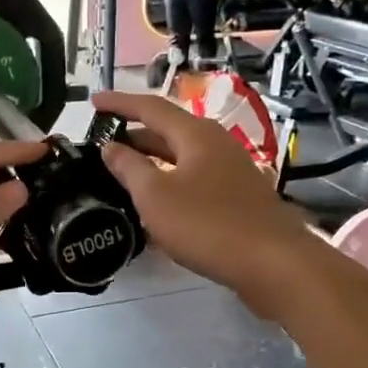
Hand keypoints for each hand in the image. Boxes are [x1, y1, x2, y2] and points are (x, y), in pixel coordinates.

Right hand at [92, 91, 315, 310]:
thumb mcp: (156, 197)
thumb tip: (111, 146)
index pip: (150, 107)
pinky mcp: (238, 197)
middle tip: (102, 144)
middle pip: (168, 130)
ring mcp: (231, 170)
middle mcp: (215, 143)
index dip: (119, 103)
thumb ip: (129, 168)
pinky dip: (170, 182)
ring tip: (123, 173)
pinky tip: (157, 205)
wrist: (275, 264)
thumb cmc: (208, 224)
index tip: (92, 102)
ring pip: (182, 157)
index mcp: (195, 133)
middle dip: (134, 134)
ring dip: (152, 161)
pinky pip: (195, 179)